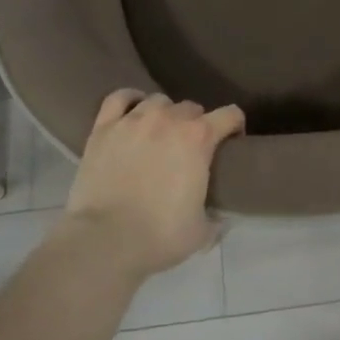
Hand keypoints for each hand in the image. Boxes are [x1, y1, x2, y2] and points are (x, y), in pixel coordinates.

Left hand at [63, 90, 244, 279]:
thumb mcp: (202, 231)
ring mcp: (134, 120)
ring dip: (165, 114)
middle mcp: (169, 119)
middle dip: (196, 124)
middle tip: (190, 148)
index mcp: (199, 138)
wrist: (105, 240)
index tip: (232, 143)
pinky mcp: (104, 128)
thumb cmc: (160, 236)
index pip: (230, 114)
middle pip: (192, 107)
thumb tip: (221, 218)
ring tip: (160, 133)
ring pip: (158, 101)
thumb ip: (215, 218)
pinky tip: (132, 113)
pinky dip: (130, 100)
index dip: (235, 126)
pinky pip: (120, 98)